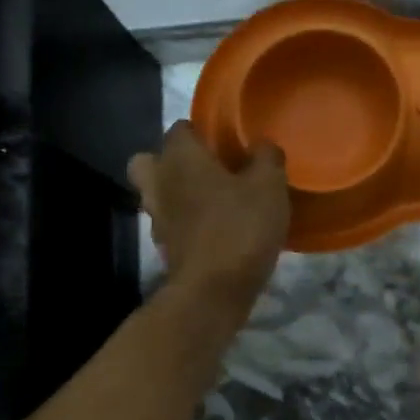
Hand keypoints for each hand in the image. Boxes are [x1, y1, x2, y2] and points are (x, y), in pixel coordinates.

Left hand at [128, 121, 289, 318]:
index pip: (180, 128)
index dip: (202, 130)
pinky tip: (216, 227)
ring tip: (214, 198)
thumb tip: (262, 145)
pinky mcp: (164, 247)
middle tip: (207, 166)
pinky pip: (170, 222)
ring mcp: (157, 218)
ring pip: (157, 193)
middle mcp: (160, 183)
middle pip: (150, 160)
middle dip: (172, 160)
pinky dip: (185, 221)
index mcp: (180, 158)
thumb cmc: (240, 227)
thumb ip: (266, 157)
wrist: (213, 291)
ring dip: (178, 192)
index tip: (226, 140)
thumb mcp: (269, 185)